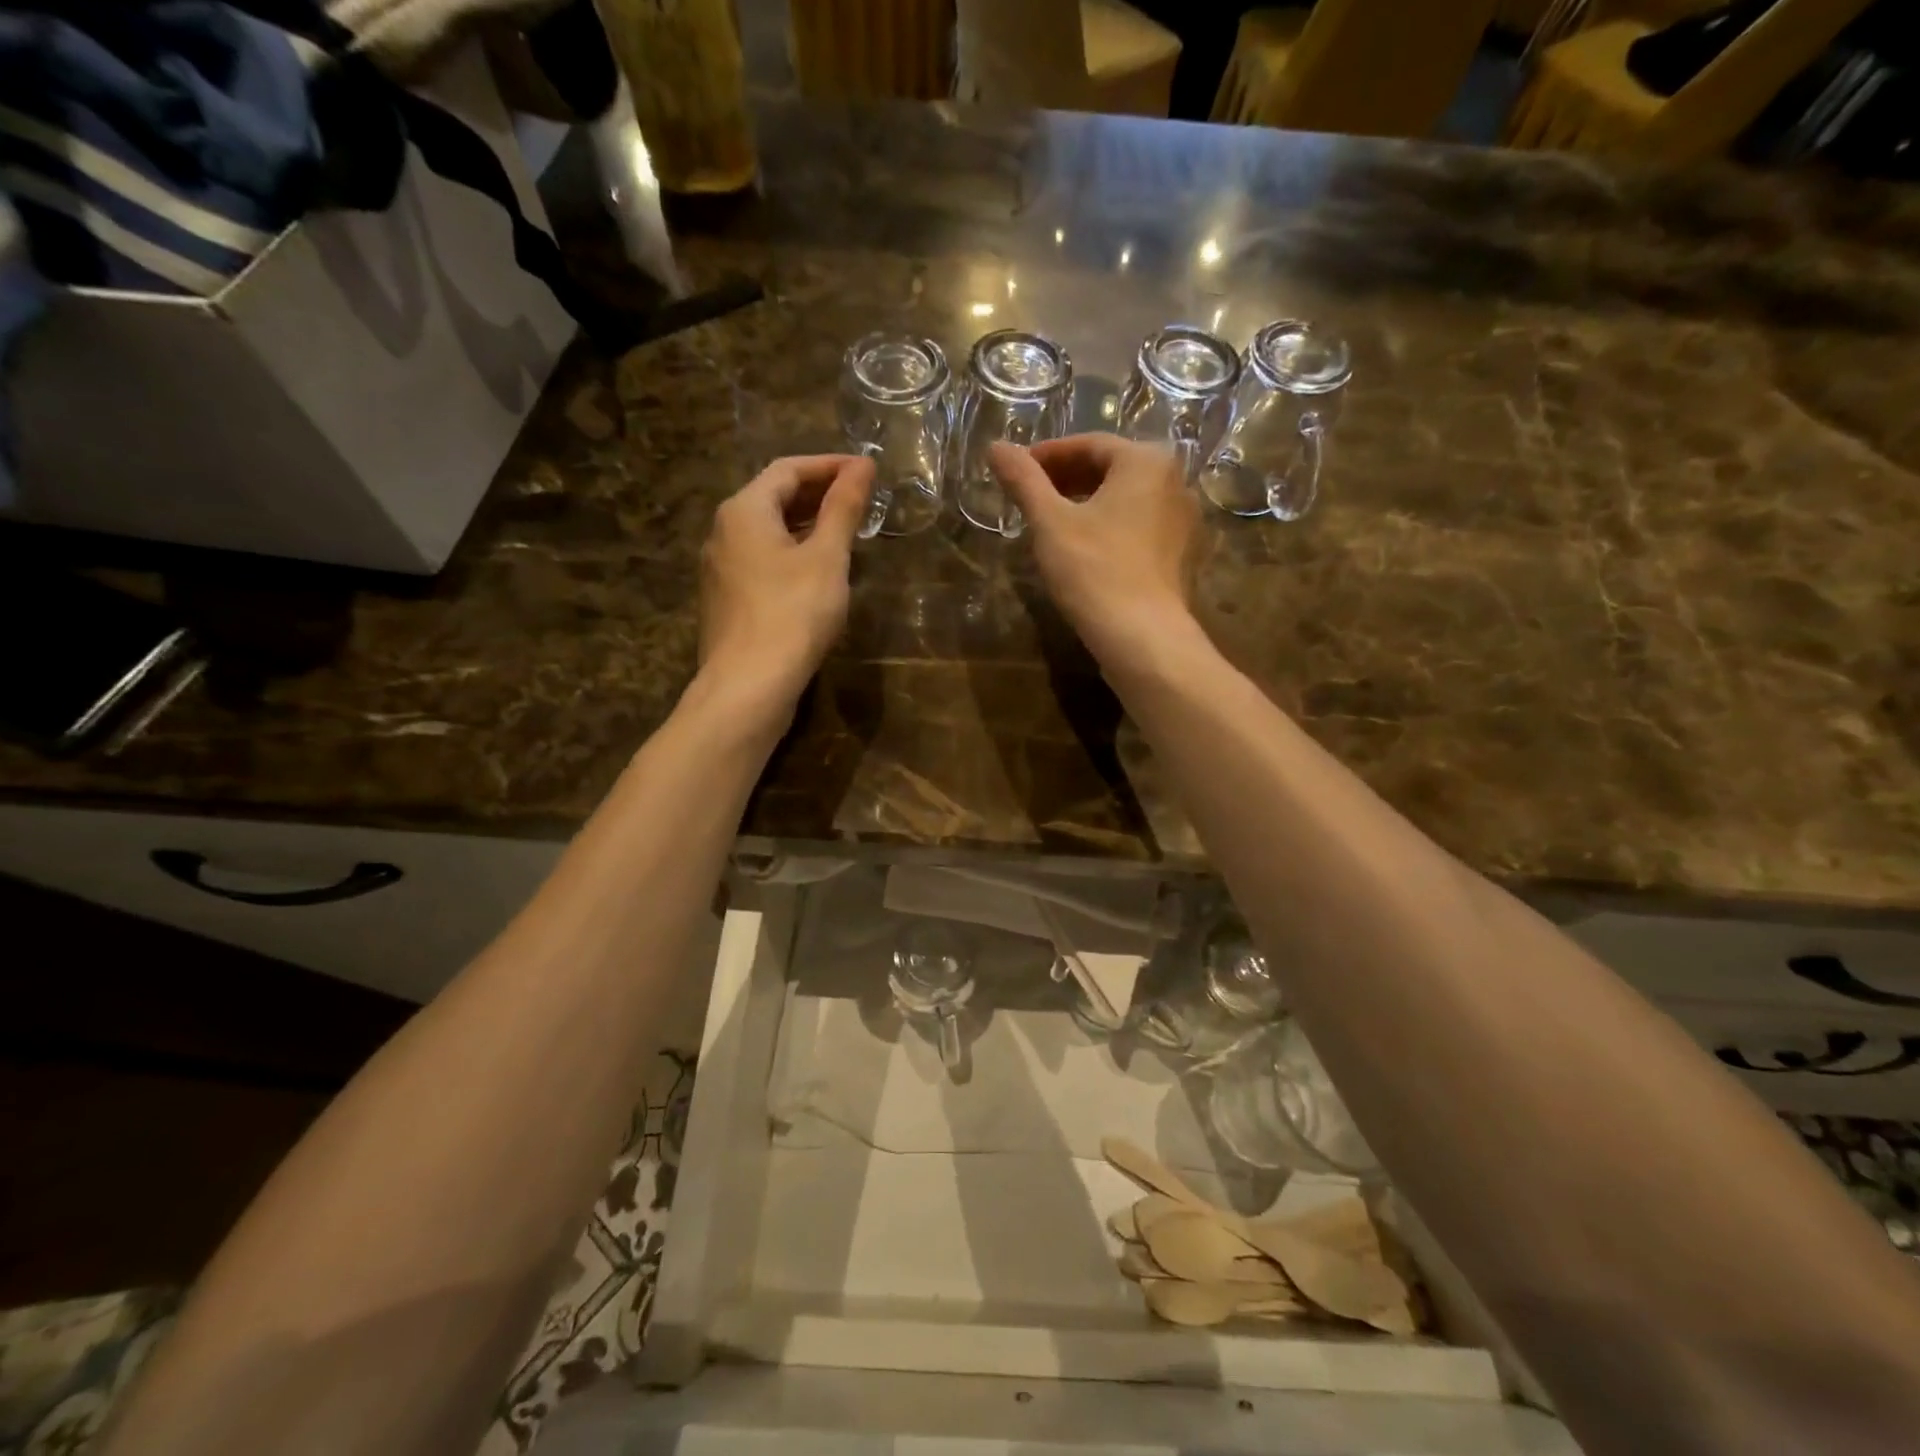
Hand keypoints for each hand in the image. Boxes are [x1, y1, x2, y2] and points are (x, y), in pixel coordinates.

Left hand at [697, 453, 872, 719]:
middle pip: (773, 498)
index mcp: (744, 510)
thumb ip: (844, 508)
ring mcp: (720, 568)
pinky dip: (791, 553)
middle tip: (860, 499)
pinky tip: (817, 572)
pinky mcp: (727, 600)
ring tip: (845, 532)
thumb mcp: (827, 557)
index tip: (866, 471)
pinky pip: (761, 561)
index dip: (829, 465)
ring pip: (767, 532)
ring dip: (806, 525)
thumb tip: (863, 465)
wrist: (749, 685)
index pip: (788, 469)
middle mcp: (723, 531)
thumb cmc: (793, 613)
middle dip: (818, 494)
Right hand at [990, 434, 1199, 667]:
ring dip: (1087, 504)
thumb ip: (1023, 480)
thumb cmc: (1094, 570)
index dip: (1047, 456)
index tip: (1017, 471)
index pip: (1089, 444)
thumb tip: (995, 446)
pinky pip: (1140, 527)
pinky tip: (1084, 550)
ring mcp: (1183, 521)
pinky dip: (1110, 528)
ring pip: (1126, 500)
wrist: (1142, 636)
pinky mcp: (1181, 555)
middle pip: (1111, 470)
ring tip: (1051, 524)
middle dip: (1067, 480)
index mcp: (1146, 461)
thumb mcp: (1050, 522)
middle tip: (1030, 497)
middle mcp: (1175, 482)